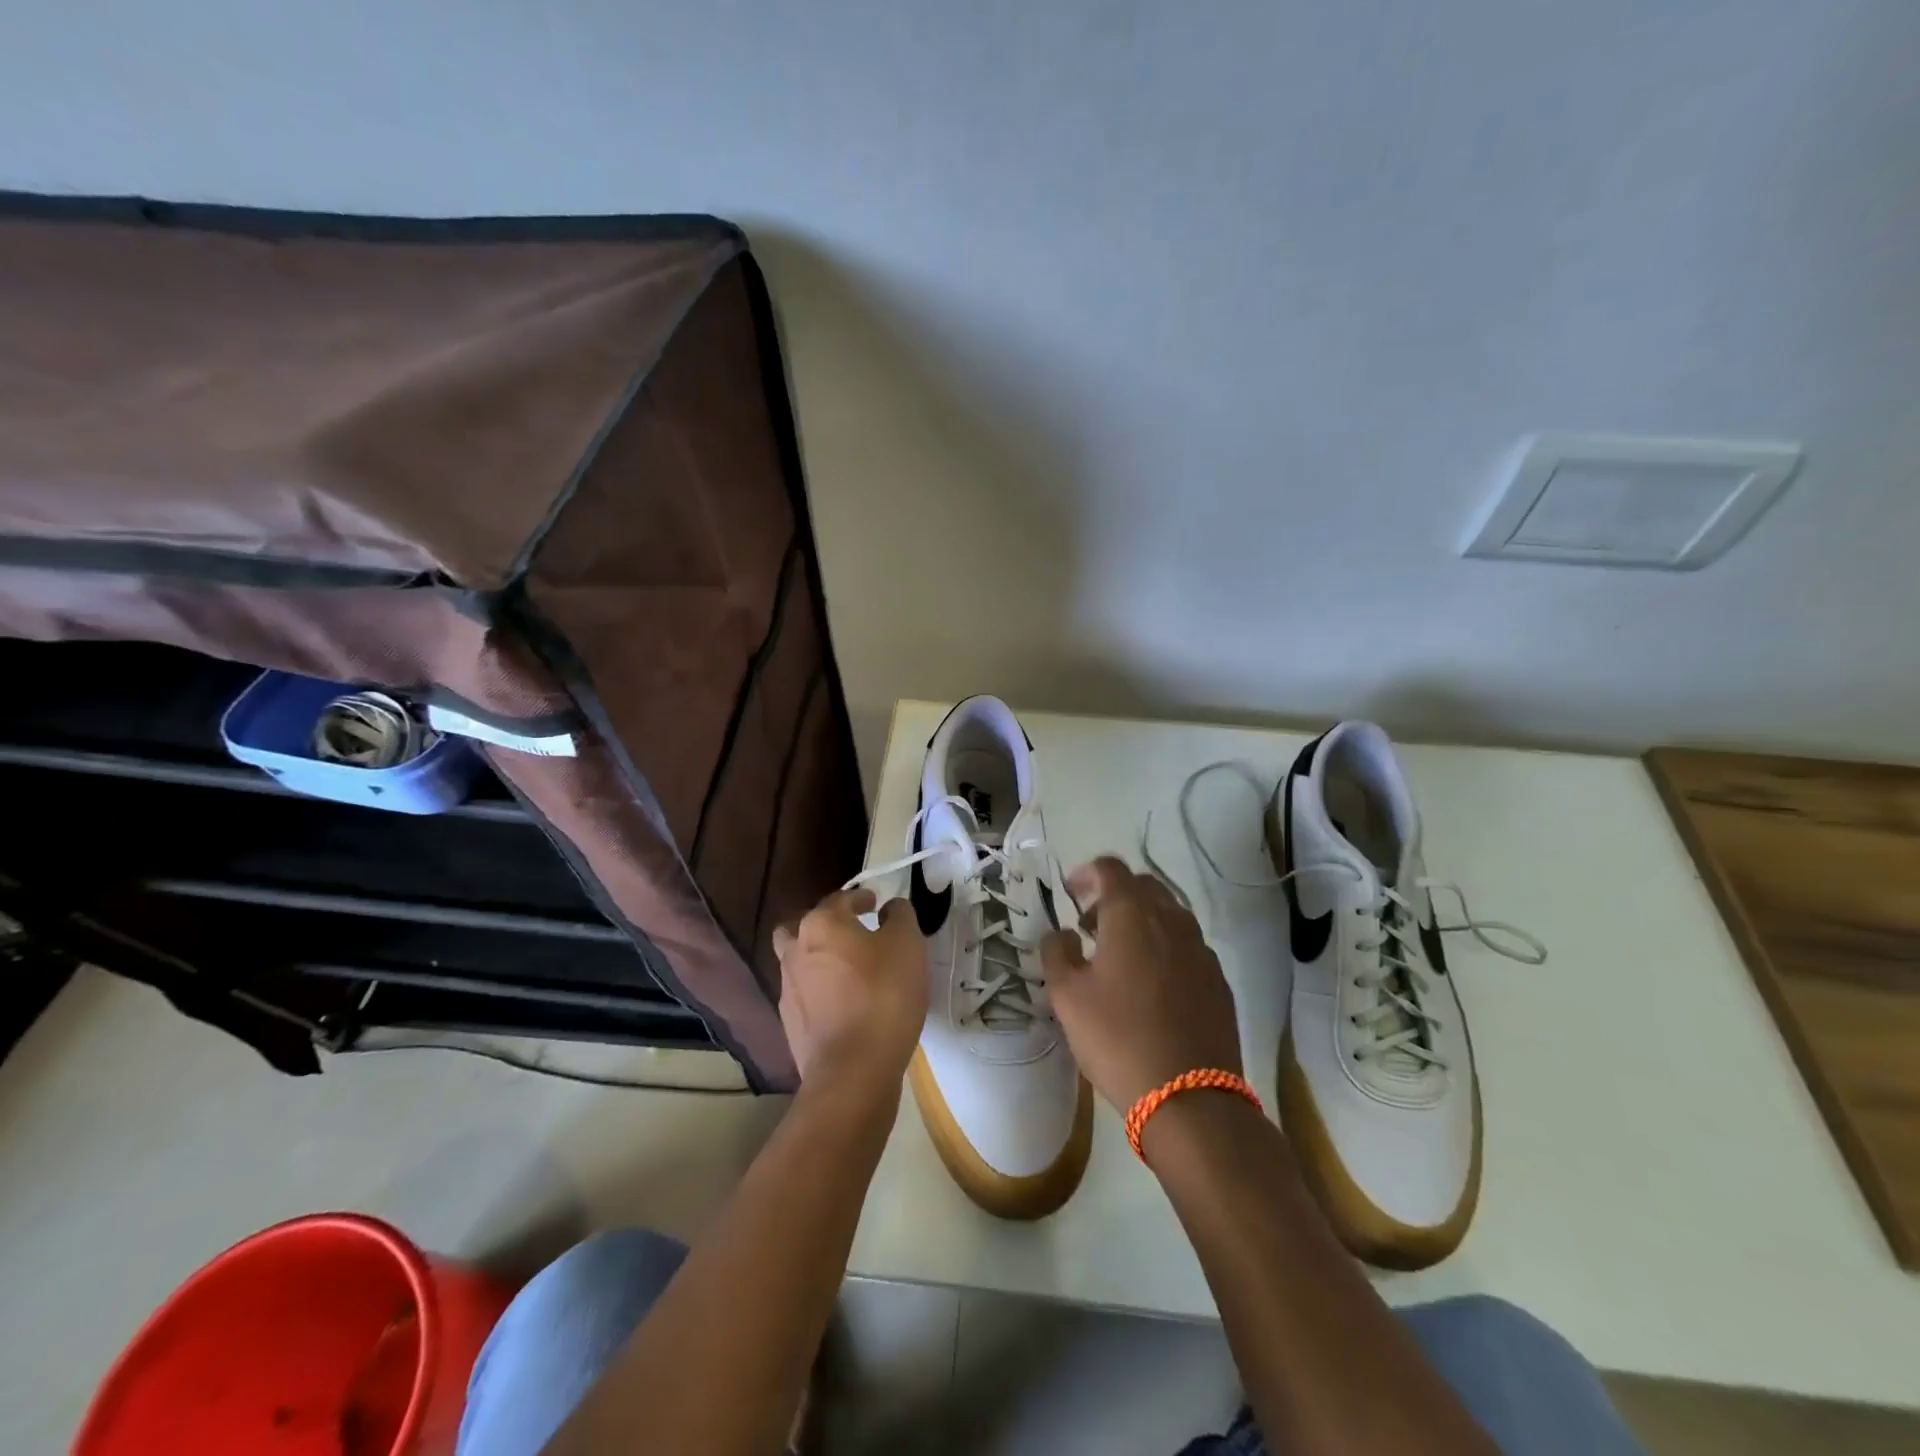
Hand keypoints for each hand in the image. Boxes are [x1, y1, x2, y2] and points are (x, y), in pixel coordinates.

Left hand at [772, 889, 927, 1100]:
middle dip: (827, 925)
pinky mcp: (790, 1022)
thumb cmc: (883, 996)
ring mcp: (787, 988)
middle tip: (854, 933)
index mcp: (821, 924)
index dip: (860, 898)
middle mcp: (796, 949)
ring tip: (849, 970)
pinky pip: (805, 994)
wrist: (852, 1070)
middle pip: (804, 926)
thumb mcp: (907, 945)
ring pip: (799, 960)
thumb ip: (900, 916)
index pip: (840, 899)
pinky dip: (821, 990)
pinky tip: (844, 1003)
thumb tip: (890, 907)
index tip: (876, 904)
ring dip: (819, 958)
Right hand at [1041, 857, 1242, 1110]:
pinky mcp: (1218, 979)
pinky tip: (1151, 984)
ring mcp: (1201, 949)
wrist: (1189, 1097)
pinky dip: (1165, 947)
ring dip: (1142, 920)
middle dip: (1115, 895)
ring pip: (1170, 914)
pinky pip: (1187, 945)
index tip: (1071, 893)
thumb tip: (1062, 933)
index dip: (1087, 873)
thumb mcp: (1066, 995)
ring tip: (1120, 955)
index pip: (1111, 868)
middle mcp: (1172, 920)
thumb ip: (1057, 952)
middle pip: (1144, 886)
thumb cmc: (1117, 1037)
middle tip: (1091, 925)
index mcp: (1132, 914)